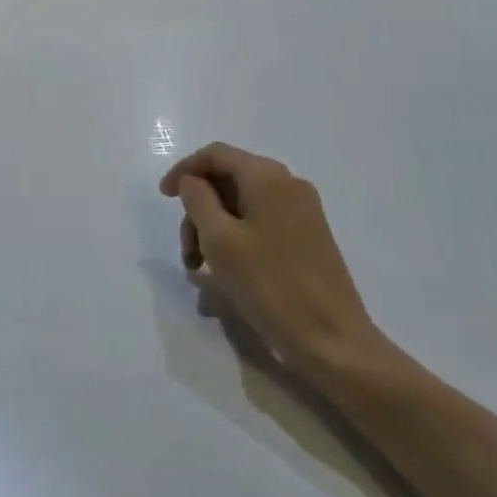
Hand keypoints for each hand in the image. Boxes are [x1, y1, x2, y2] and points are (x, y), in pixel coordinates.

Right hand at [160, 143, 385, 379]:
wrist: (333, 341)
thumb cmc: (270, 285)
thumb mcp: (220, 239)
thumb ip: (197, 199)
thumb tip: (192, 181)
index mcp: (267, 177)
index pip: (215, 154)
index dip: (184, 170)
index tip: (163, 198)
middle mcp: (288, 184)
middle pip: (228, 181)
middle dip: (198, 212)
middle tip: (187, 254)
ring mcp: (303, 212)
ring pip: (242, 206)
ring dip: (214, 231)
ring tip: (202, 273)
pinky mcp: (309, 237)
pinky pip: (260, 224)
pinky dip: (236, 240)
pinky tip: (226, 275)